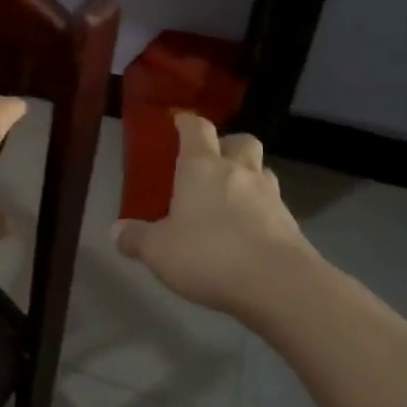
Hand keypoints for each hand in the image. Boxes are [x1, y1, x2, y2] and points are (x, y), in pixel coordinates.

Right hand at [112, 113, 315, 318]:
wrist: (278, 283)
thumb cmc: (209, 254)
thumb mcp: (159, 250)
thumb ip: (136, 238)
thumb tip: (115, 231)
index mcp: (202, 166)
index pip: (196, 128)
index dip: (187, 123)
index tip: (179, 123)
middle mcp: (239, 171)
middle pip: (240, 141)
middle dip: (227, 145)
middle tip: (212, 163)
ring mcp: (270, 195)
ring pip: (261, 171)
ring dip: (248, 177)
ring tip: (232, 199)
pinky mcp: (291, 223)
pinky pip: (274, 206)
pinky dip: (262, 211)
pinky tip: (249, 233)